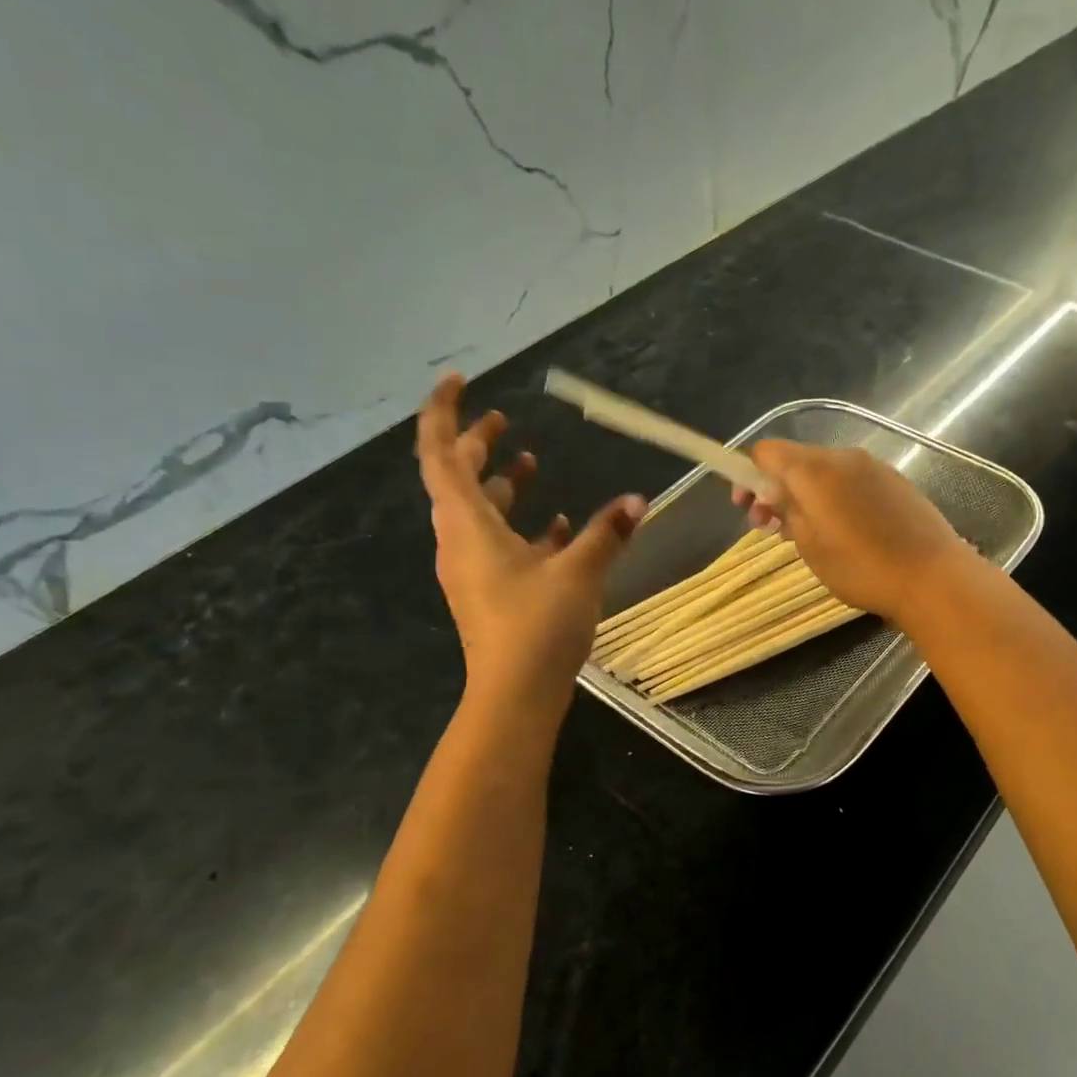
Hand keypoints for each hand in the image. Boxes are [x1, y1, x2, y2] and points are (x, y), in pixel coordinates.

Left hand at [418, 375, 644, 718]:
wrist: (515, 695)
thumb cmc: (536, 625)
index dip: (443, 412)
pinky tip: (554, 526)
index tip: (459, 381)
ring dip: (499, 486)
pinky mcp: (489, 592)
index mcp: (467, 525)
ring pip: (478, 513)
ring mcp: (472, 569)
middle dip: (476, 445)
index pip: (438, 454)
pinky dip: (519, 526)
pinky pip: (497, 545)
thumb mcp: (578, 573)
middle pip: (456, 479)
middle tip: (503, 421)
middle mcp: (459, 541)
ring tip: (528, 463)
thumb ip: (606, 533)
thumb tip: (637, 501)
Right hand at [731, 439, 968, 622]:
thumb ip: (786, 512)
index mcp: (814, 470)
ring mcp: (873, 466)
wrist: (932, 576)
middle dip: (776, 488)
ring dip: (805, 494)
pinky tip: (842, 529)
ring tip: (806, 532)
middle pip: (796, 460)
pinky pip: (851, 480)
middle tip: (770, 528)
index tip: (747, 507)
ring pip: (824, 470)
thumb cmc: (862, 567)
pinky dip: (834, 496)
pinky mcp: (895, 481)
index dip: (749, 475)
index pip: (767, 452)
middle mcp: (843, 456)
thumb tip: (774, 494)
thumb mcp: (810, 546)